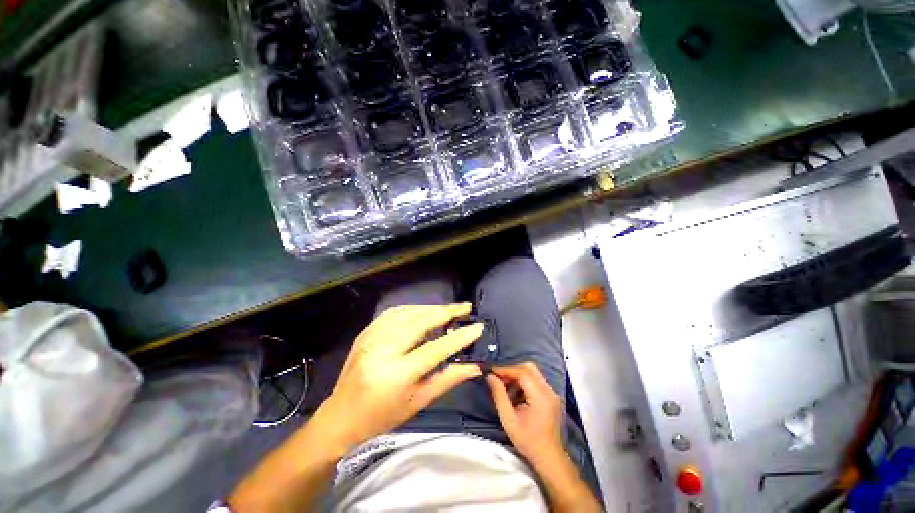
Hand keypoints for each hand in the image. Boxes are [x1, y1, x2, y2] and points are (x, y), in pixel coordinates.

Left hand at [319, 303, 482, 448]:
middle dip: (446, 311)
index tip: (477, 326)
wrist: (340, 417)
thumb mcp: (418, 402)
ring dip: (431, 308)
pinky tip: (424, 311)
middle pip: (420, 321)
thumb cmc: (382, 416)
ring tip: (449, 309)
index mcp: (396, 374)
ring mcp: (371, 337)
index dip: (459, 337)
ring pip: (408, 312)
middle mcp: (382, 350)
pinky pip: (394, 312)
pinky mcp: (366, 332)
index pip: (435, 349)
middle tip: (465, 307)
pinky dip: (413, 308)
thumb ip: (447, 379)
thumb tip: (474, 365)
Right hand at [486, 362, 563, 464]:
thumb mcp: (508, 419)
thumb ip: (499, 395)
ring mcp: (552, 393)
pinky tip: (516, 394)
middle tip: (499, 378)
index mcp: (540, 396)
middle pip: (529, 368)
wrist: (548, 457)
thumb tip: (490, 376)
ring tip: (506, 388)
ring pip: (533, 373)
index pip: (522, 372)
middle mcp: (548, 391)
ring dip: (518, 376)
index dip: (506, 369)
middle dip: (512, 369)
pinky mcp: (552, 396)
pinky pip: (536, 381)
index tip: (492, 371)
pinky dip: (524, 382)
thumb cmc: (527, 440)